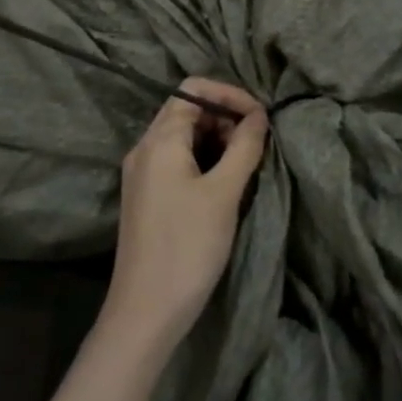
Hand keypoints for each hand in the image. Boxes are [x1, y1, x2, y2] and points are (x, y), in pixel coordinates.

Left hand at [101, 79, 268, 351]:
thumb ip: (244, 147)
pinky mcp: (146, 195)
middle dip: (225, 116)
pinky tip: (224, 183)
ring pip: (182, 135)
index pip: (193, 89)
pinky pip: (176, 159)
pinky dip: (203, 159)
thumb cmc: (188, 246)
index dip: (229, 94)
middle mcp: (145, 148)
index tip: (260, 118)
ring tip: (245, 163)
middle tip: (255, 144)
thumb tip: (259, 116)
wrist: (145, 311)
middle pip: (186, 109)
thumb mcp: (224, 193)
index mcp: (159, 140)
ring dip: (216, 139)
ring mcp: (142, 172)